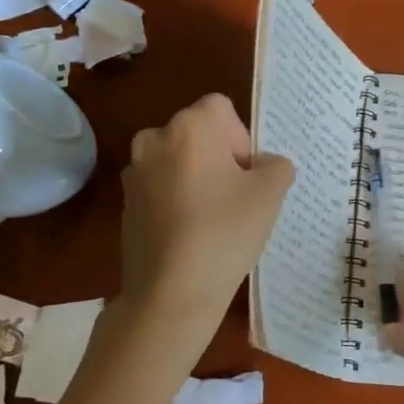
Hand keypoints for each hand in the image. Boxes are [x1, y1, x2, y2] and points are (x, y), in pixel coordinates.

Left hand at [118, 93, 295, 339]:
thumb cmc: (225, 232)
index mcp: (189, 126)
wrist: (171, 293)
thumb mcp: (271, 194)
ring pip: (179, 161)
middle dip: (220, 157)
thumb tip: (263, 166)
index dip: (241, 138)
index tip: (246, 176)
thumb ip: (276, 165)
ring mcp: (135, 173)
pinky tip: (190, 235)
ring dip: (198, 178)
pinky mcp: (126, 203)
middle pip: (198, 133)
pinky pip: (162, 187)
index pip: (222, 109)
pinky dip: (178, 200)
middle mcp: (155, 139)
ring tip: (213, 219)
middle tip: (236, 198)